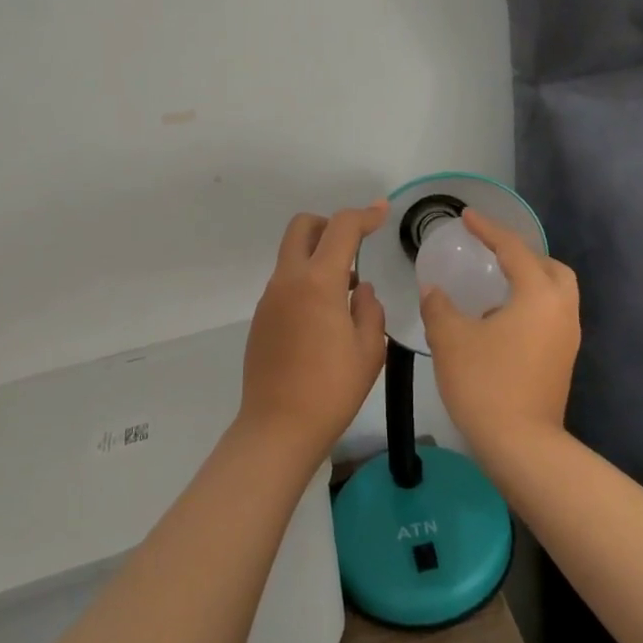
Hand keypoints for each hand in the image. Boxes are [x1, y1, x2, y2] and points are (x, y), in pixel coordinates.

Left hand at [239, 202, 389, 461]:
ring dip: (317, 255)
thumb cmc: (331, 390)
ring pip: (291, 254)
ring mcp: (270, 298)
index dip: (364, 215)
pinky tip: (323, 317)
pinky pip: (285, 281)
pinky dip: (305, 280)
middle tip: (353, 247)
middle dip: (330, 225)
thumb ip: (370, 310)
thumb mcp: (369, 351)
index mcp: (319, 282)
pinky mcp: (261, 318)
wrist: (277, 429)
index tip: (382, 212)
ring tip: (346, 291)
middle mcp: (289, 280)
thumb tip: (361, 291)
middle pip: (303, 226)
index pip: (341, 228)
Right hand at [421, 208, 579, 459]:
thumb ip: (439, 307)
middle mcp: (561, 309)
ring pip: (555, 292)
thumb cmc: (486, 384)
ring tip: (494, 285)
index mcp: (538, 295)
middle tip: (491, 252)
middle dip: (521, 254)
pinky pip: (550, 315)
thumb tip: (434, 291)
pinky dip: (530, 305)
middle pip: (549, 267)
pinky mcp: (563, 360)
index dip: (488, 229)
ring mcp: (567, 337)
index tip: (467, 216)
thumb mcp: (451, 339)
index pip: (513, 249)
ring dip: (528, 280)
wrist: (522, 447)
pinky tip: (499, 321)